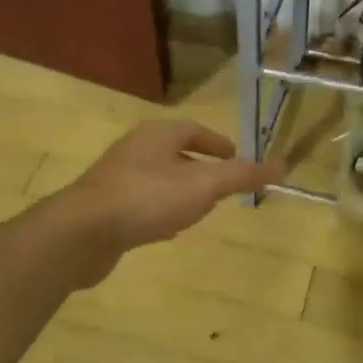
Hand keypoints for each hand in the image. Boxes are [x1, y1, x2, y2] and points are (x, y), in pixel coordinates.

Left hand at [48, 121, 283, 283]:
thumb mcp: (203, 186)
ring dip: (180, 191)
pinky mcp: (104, 208)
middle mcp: (135, 151)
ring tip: (200, 209)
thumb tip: (281, 165)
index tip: (236, 158)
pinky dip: (160, 211)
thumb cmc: (147, 199)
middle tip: (222, 185)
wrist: (82, 233)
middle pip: (174, 153)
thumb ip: (241, 176)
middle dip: (199, 167)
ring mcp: (116, 179)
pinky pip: (141, 204)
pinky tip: (166, 231)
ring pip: (158, 179)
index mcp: (157, 136)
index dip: (217, 143)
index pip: (194, 130)